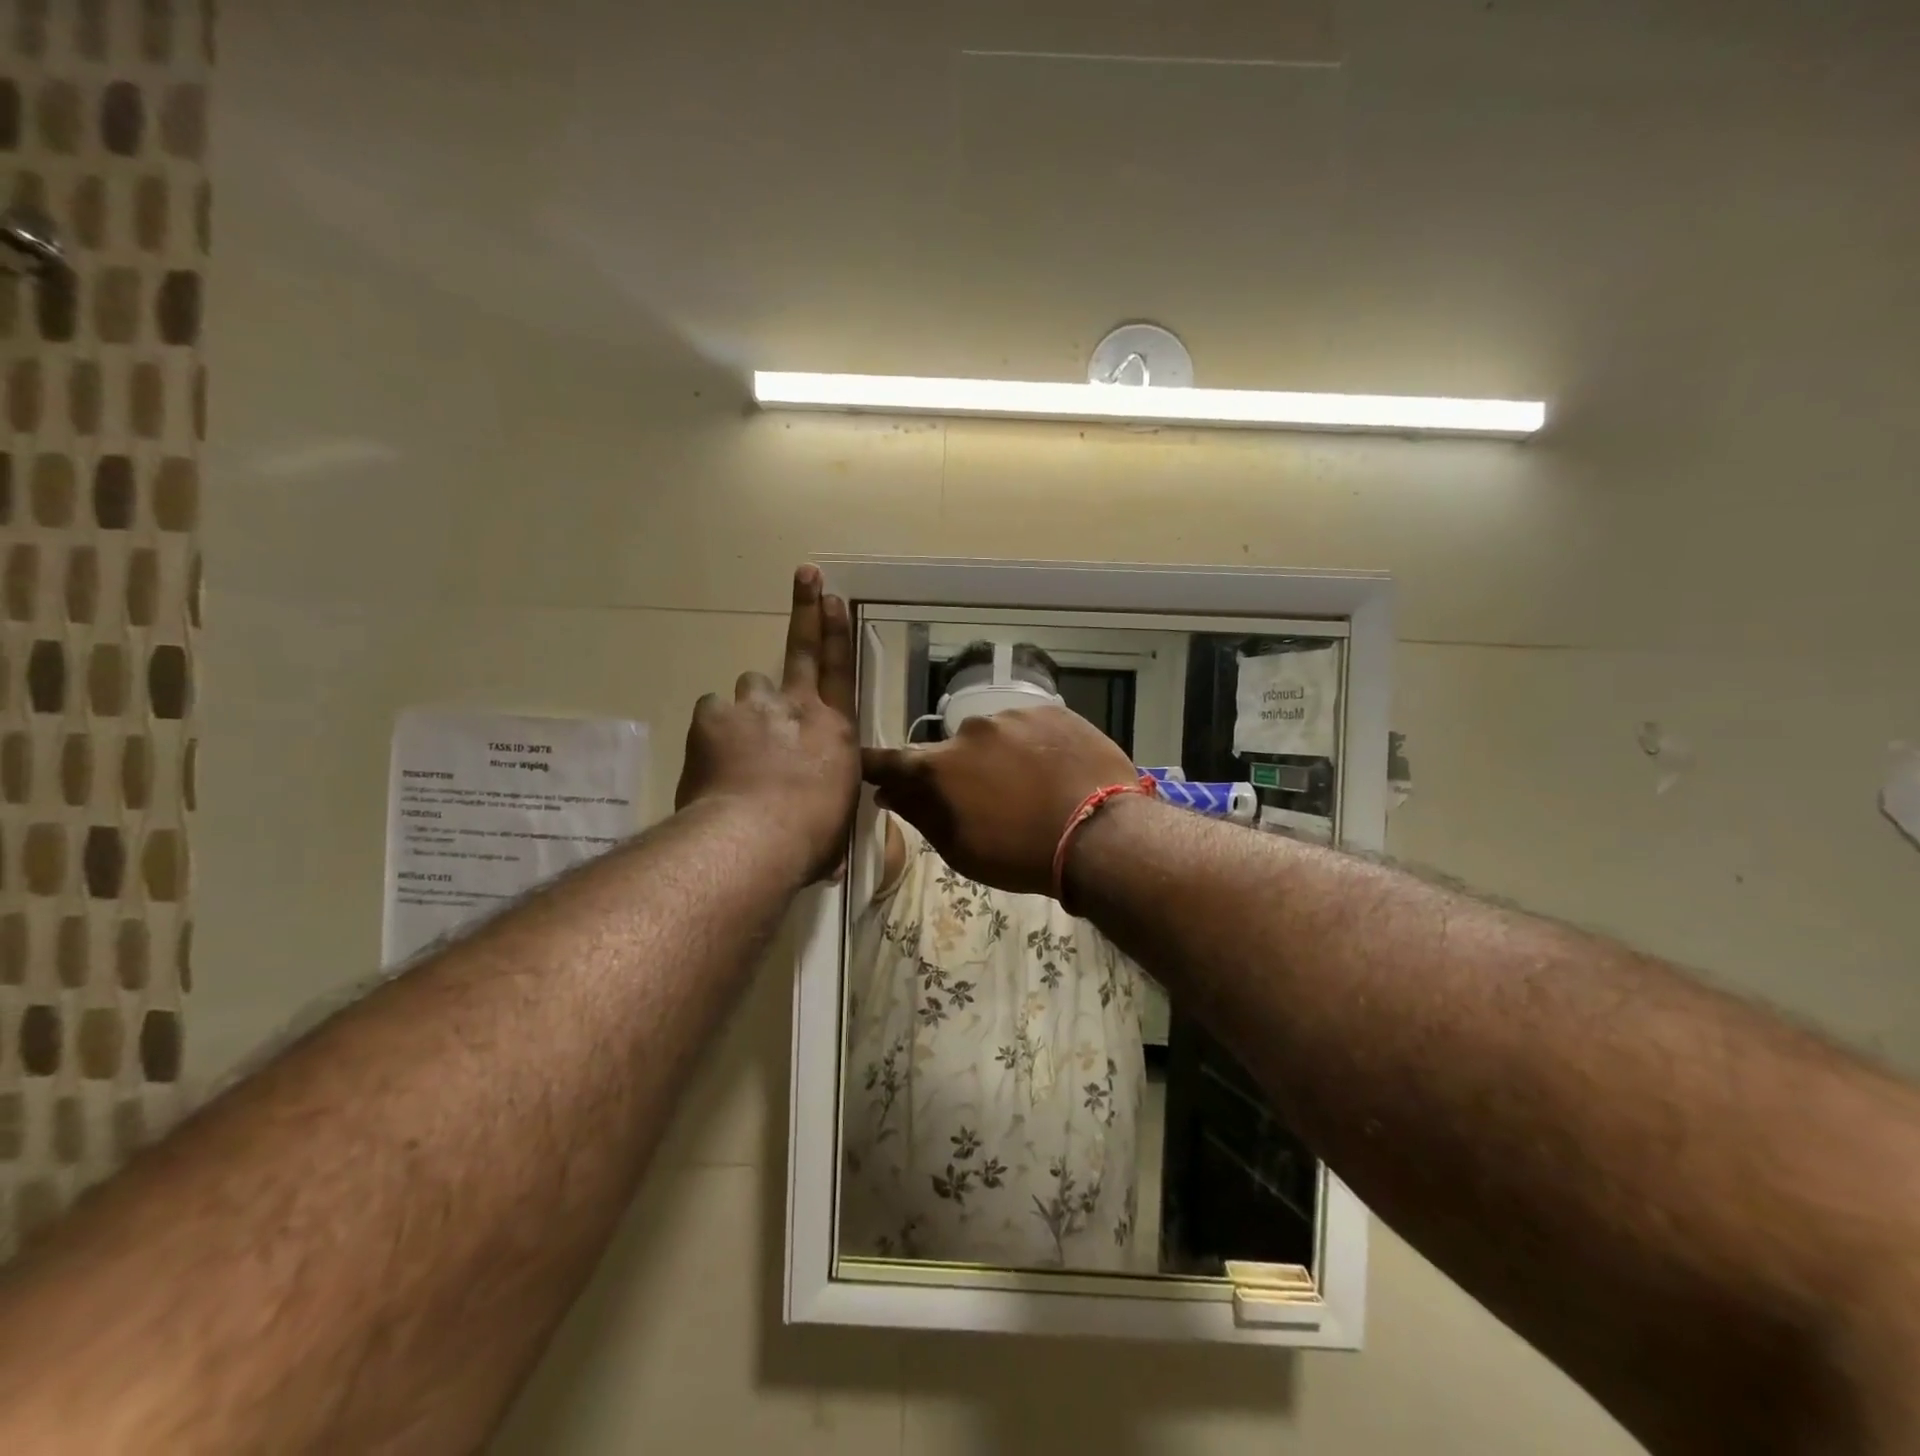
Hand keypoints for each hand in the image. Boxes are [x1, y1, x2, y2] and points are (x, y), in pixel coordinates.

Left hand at [675, 566, 858, 880]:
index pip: (841, 670)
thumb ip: (832, 813)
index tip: (834, 597)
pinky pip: (711, 714)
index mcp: (834, 730)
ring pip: (747, 690)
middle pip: (800, 649)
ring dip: (747, 708)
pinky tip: (712, 757)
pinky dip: (713, 730)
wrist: (754, 838)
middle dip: (807, 609)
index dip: (838, 631)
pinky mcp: (711, 719)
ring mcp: (751, 707)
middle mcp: (795, 707)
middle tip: (806, 576)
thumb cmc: (811, 838)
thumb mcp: (837, 826)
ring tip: (741, 743)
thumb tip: (841, 858)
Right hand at [862, 706, 1137, 896]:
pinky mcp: (1052, 711)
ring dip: (1001, 758)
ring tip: (1032, 788)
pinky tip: (1055, 772)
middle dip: (960, 772)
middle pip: (953, 751)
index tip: (867, 768)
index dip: (876, 765)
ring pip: (995, 737)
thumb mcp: (962, 850)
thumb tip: (889, 793)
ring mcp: (1014, 715)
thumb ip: (921, 815)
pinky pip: (1030, 728)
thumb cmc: (1023, 855)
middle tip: (989, 801)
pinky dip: (1034, 747)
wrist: (1100, 835)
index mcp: (940, 767)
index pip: (890, 760)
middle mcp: (970, 730)